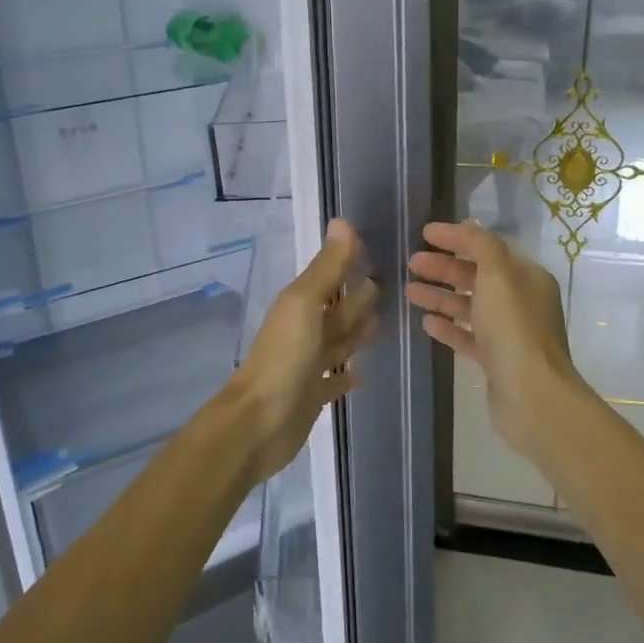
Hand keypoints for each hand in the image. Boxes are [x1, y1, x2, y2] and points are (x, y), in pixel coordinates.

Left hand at [226, 218, 378, 481]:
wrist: (258, 422)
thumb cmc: (284, 356)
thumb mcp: (305, 303)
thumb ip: (327, 267)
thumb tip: (342, 220)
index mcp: (299, 306)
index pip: (329, 278)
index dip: (347, 264)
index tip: (374, 250)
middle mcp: (302, 331)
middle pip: (335, 311)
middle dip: (356, 299)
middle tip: (385, 286)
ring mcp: (306, 365)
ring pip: (336, 343)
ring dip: (354, 333)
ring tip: (380, 323)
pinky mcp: (311, 396)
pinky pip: (333, 381)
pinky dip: (346, 375)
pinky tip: (360, 374)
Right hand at [407, 220, 589, 462]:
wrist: (531, 396)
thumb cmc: (513, 328)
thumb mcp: (498, 275)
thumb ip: (481, 245)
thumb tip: (468, 226)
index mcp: (527, 277)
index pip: (488, 248)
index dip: (456, 238)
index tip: (424, 233)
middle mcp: (521, 302)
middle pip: (477, 276)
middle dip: (444, 268)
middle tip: (412, 263)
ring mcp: (510, 333)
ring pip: (470, 306)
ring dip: (441, 296)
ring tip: (410, 292)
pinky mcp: (497, 361)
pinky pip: (469, 336)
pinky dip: (449, 326)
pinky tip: (426, 322)